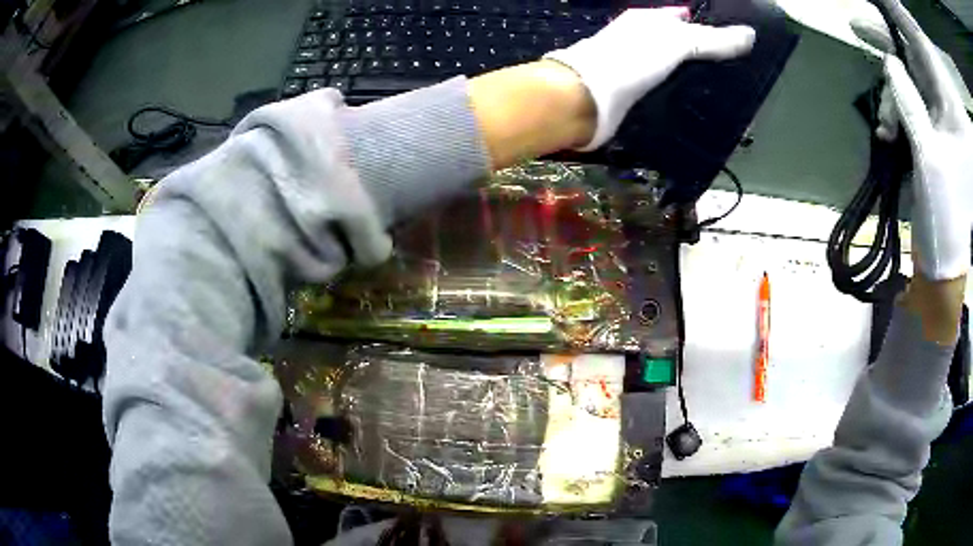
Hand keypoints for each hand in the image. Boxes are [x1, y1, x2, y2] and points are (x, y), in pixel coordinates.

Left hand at [543, 7, 755, 150]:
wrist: (587, 95)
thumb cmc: (634, 57)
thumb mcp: (680, 42)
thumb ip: (714, 40)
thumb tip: (750, 35)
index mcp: (646, 20)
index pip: (678, 17)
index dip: (699, 25)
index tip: (724, 40)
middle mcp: (635, 37)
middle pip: (670, 41)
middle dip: (693, 51)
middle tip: (722, 68)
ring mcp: (628, 64)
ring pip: (663, 65)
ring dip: (683, 74)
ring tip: (710, 88)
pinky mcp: (625, 91)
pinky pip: (655, 87)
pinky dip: (670, 92)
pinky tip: (682, 102)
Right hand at [852, 0, 972, 280]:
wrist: (948, 265)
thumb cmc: (946, 220)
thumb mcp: (929, 158)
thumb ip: (910, 102)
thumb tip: (889, 60)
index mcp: (953, 109)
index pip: (922, 43)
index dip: (898, 13)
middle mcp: (949, 105)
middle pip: (916, 53)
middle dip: (891, 42)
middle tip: (860, 27)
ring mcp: (943, 118)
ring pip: (912, 76)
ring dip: (894, 90)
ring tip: (887, 125)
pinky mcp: (936, 132)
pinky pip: (912, 101)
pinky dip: (898, 109)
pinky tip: (890, 132)